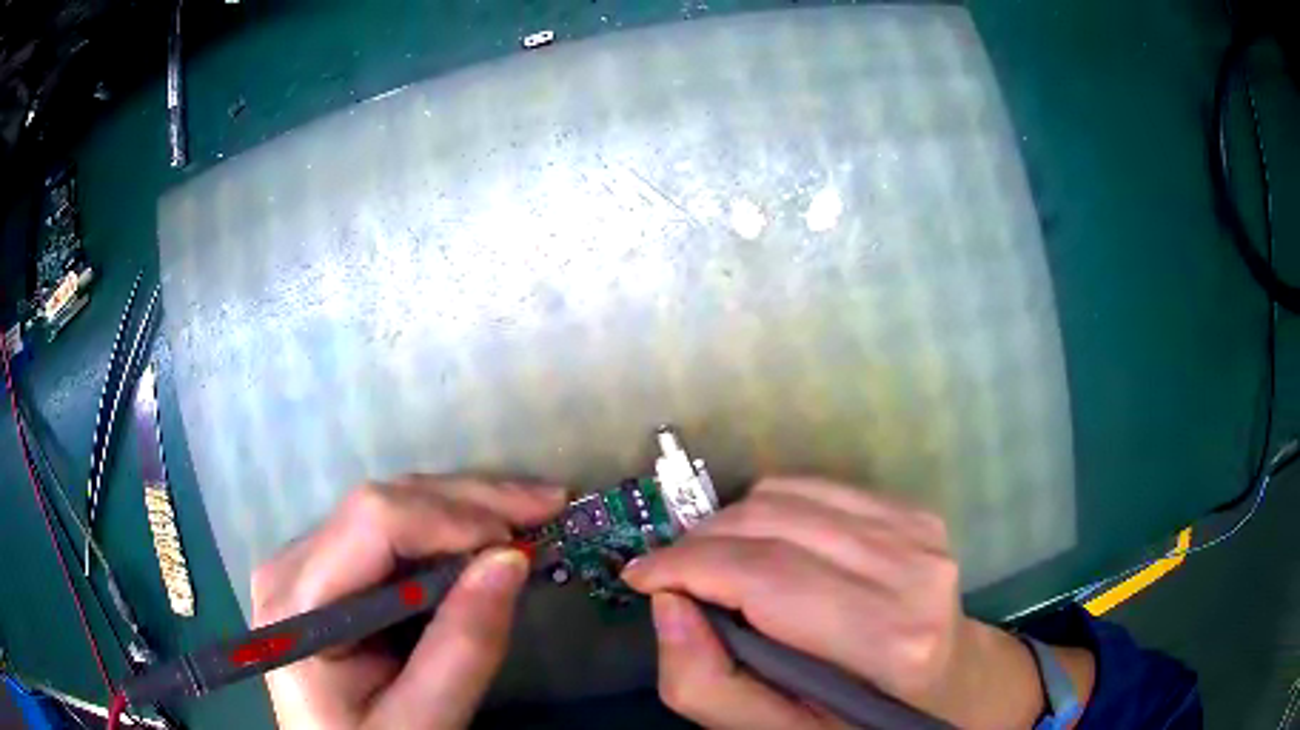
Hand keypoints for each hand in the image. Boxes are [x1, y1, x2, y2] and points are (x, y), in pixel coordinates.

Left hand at [251, 477, 566, 729]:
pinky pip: (391, 533)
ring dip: (466, 508)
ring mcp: (307, 562)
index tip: (521, 542)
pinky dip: (448, 529)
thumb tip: (511, 560)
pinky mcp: (330, 570)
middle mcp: (291, 564)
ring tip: (533, 511)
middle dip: (471, 502)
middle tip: (548, 504)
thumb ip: (462, 649)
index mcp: (298, 603)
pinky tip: (490, 533)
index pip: (371, 523)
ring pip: (391, 508)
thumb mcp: (421, 722)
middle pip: (383, 504)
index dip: (451, 518)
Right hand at [622, 477, 1071, 729]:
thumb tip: (668, 603)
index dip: (687, 566)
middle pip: (772, 523)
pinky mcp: (916, 513)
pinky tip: (765, 548)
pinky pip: (816, 488)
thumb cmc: (864, 722)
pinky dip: (771, 511)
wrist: (955, 688)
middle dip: (699, 543)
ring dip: (730, 524)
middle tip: (670, 576)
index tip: (640, 576)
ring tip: (712, 564)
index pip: (765, 576)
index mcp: (887, 642)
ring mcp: (921, 532)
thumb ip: (709, 686)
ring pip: (788, 494)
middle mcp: (913, 571)